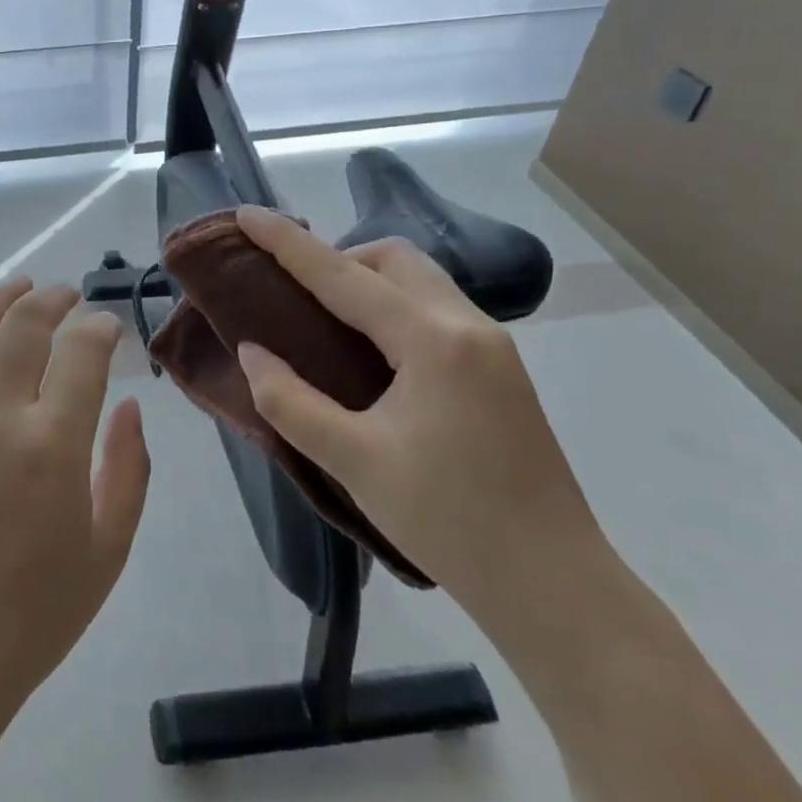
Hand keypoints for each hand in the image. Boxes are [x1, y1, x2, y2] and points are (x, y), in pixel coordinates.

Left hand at [0, 279, 150, 725]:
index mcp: (53, 444)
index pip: (81, 351)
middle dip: (52, 298)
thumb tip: (130, 406)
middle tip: (68, 296)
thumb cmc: (34, 615)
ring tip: (18, 288)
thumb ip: (129, 469)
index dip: (99, 327)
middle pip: (23, 325)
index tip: (108, 327)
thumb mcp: (108, 551)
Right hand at [232, 207, 604, 633]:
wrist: (554, 586)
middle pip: (394, 260)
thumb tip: (253, 352)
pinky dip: (395, 309)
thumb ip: (291, 400)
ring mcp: (493, 347)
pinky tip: (374, 355)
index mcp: (432, 341)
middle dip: (339, 259)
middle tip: (296, 297)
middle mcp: (468, 326)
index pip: (343, 275)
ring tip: (328, 323)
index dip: (288, 243)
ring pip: (421, 281)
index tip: (246, 214)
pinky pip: (437, 311)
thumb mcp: (354, 461)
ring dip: (370, 283)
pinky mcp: (501, 371)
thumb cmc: (449, 521)